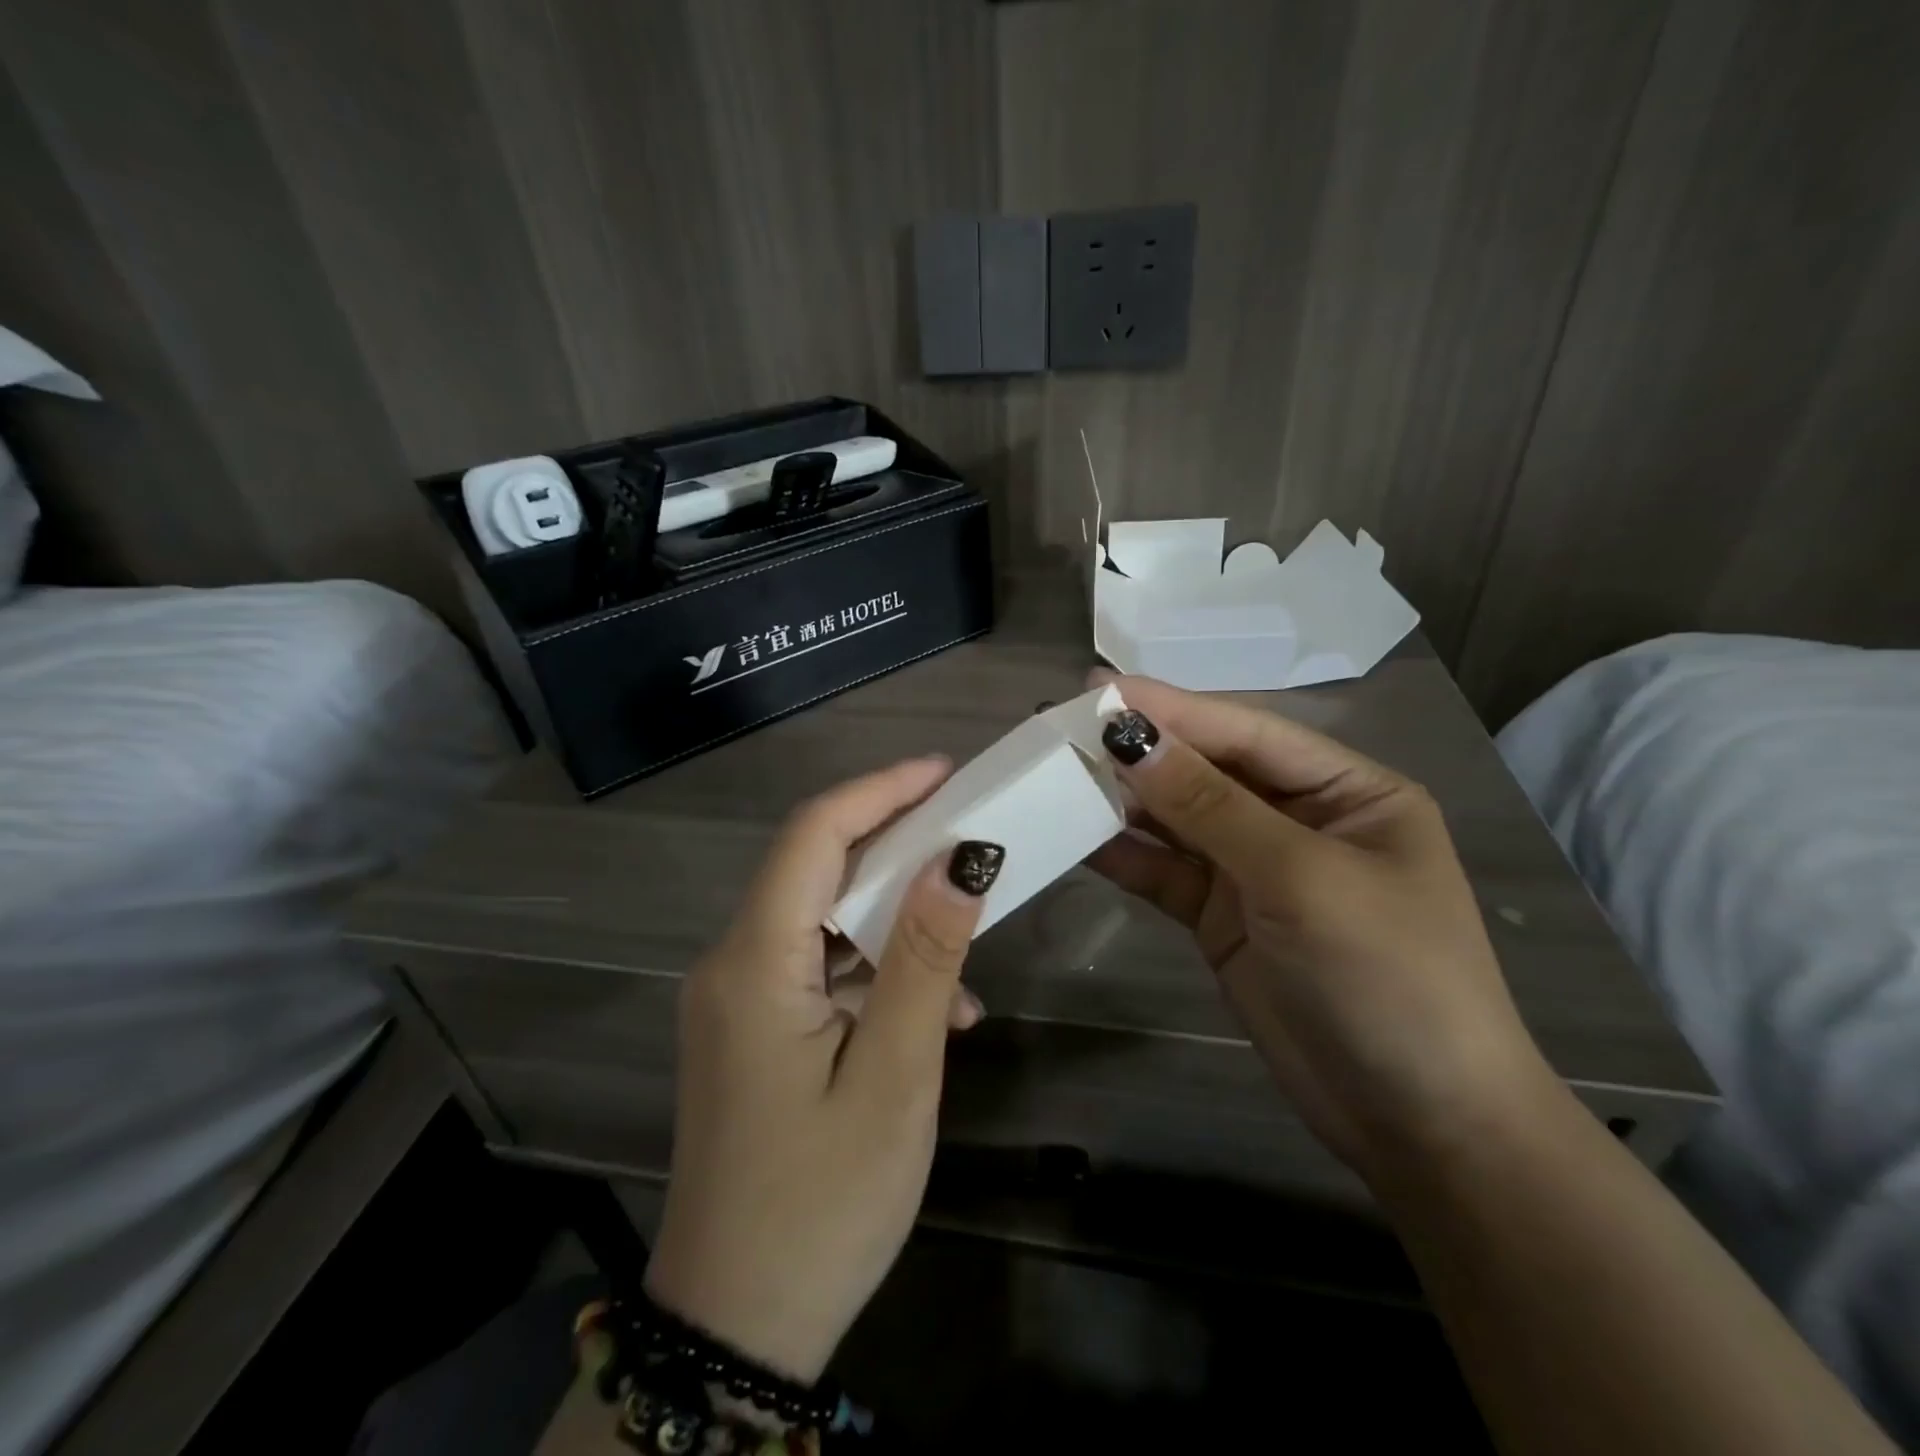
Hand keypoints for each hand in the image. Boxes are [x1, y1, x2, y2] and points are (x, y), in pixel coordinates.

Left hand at [644, 757, 1003, 1382]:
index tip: (946, 773)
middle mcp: (732, 963)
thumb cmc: (823, 1204)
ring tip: (966, 935)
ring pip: (821, 917)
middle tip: (968, 833)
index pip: (813, 836)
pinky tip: (934, 1012)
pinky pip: (818, 967)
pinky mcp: (753, 1028)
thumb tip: (959, 859)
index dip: (880, 791)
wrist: (737, 1328)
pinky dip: (875, 969)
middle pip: (814, 867)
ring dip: (893, 917)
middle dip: (894, 842)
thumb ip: (925, 960)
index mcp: (753, 964)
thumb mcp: (894, 1077)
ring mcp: (738, 997)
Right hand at [1085, 672, 1554, 1180]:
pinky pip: (1165, 873)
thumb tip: (1129, 738)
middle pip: (1206, 771)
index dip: (1173, 709)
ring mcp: (1256, 872)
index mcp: (1347, 791)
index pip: (1247, 733)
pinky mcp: (1221, 919)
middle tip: (1061, 725)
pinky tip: (1077, 836)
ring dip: (1123, 800)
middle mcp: (1299, 820)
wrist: (1418, 1125)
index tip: (1097, 689)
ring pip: (1177, 821)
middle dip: (1141, 751)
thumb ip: (1210, 806)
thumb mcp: (1301, 878)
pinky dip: (1124, 855)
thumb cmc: (1388, 978)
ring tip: (1055, 773)